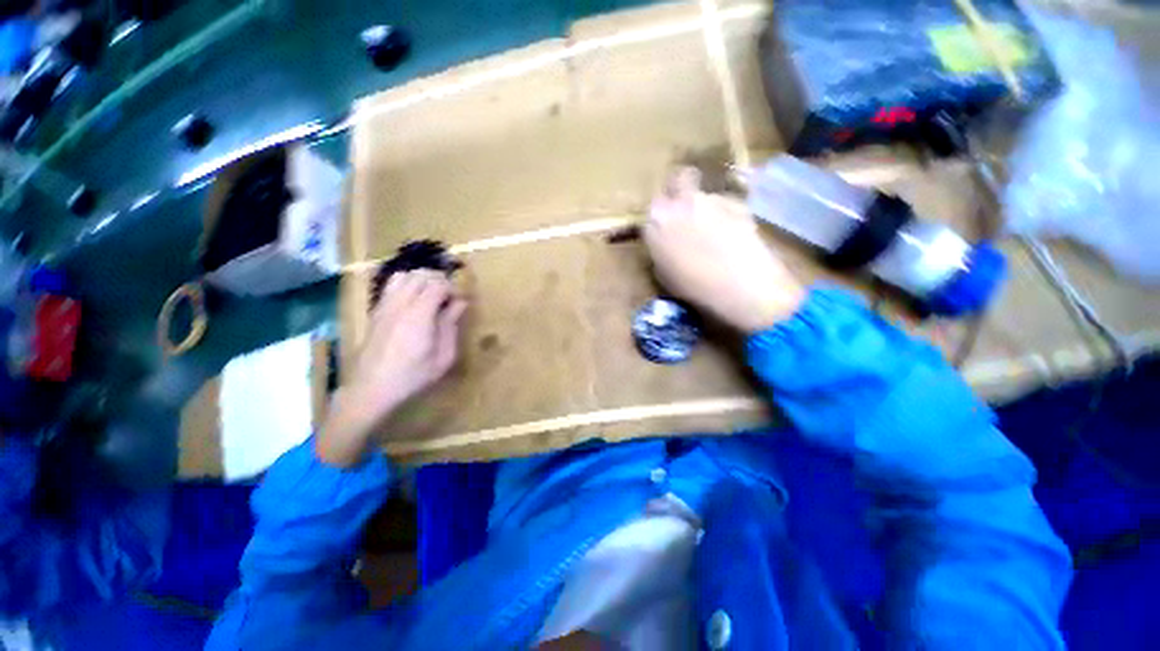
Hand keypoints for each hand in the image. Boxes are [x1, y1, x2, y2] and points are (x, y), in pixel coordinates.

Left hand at [318, 270, 466, 466]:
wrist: (371, 389)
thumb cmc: (413, 376)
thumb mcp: (443, 356)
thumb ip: (451, 325)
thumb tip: (460, 303)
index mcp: (419, 315)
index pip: (437, 284)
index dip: (452, 289)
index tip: (459, 302)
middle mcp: (399, 304)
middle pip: (420, 275)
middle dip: (438, 280)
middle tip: (448, 298)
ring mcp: (384, 306)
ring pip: (403, 275)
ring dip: (420, 280)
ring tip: (430, 297)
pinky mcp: (375, 311)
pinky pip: (390, 286)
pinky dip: (406, 285)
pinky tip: (413, 303)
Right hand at [644, 167, 804, 332]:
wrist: (737, 283)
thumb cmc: (692, 286)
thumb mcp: (663, 273)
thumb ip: (661, 249)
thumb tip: (667, 243)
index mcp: (656, 221)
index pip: (653, 205)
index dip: (661, 213)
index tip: (666, 225)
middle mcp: (680, 202)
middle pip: (679, 178)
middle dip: (682, 187)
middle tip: (687, 208)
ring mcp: (711, 199)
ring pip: (705, 194)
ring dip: (707, 207)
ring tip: (717, 232)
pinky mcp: (738, 202)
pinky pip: (728, 204)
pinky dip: (729, 214)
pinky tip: (735, 235)